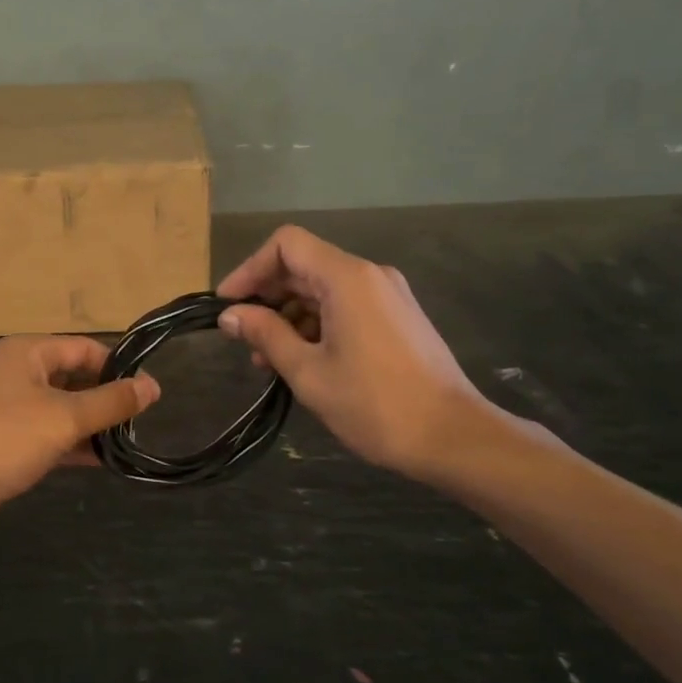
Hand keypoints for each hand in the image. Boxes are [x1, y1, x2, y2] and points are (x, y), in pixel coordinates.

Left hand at [0, 335, 159, 543]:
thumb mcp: (63, 417)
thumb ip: (110, 402)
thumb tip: (153, 385)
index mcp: (28, 353)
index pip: (86, 349)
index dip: (119, 368)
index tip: (150, 394)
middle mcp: (18, 374)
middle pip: (74, 378)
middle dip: (106, 399)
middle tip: (142, 423)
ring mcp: (8, 409)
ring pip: (62, 410)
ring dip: (91, 426)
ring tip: (129, 445)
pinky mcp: (4, 443)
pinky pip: (47, 436)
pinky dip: (72, 446)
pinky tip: (101, 462)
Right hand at [217, 225, 504, 481]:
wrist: (453, 437)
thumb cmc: (375, 404)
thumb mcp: (308, 372)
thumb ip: (266, 335)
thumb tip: (230, 315)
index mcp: (347, 278)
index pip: (287, 245)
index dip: (250, 268)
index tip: (228, 304)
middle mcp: (369, 275)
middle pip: (304, 265)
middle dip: (267, 297)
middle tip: (242, 338)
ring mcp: (387, 296)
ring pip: (323, 289)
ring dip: (289, 316)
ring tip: (268, 361)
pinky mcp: (397, 318)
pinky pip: (345, 306)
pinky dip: (315, 325)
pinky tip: (302, 361)